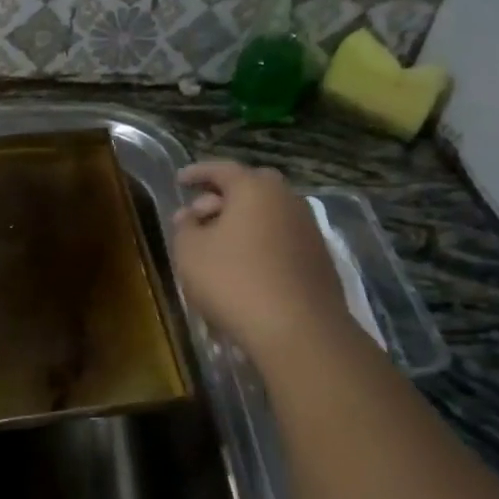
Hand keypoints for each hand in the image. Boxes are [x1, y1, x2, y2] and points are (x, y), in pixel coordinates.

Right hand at [171, 161, 348, 366]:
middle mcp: (286, 199)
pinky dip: (260, 243)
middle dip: (222, 197)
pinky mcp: (318, 257)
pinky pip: (280, 238)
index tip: (180, 181)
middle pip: (250, 188)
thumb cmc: (234, 282)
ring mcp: (307, 228)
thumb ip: (185, 227)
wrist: (298, 329)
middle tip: (199, 215)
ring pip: (267, 214)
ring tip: (218, 245)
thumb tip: (190, 216)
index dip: (197, 173)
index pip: (221, 169)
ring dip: (242, 222)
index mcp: (254, 188)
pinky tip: (245, 266)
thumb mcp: (190, 253)